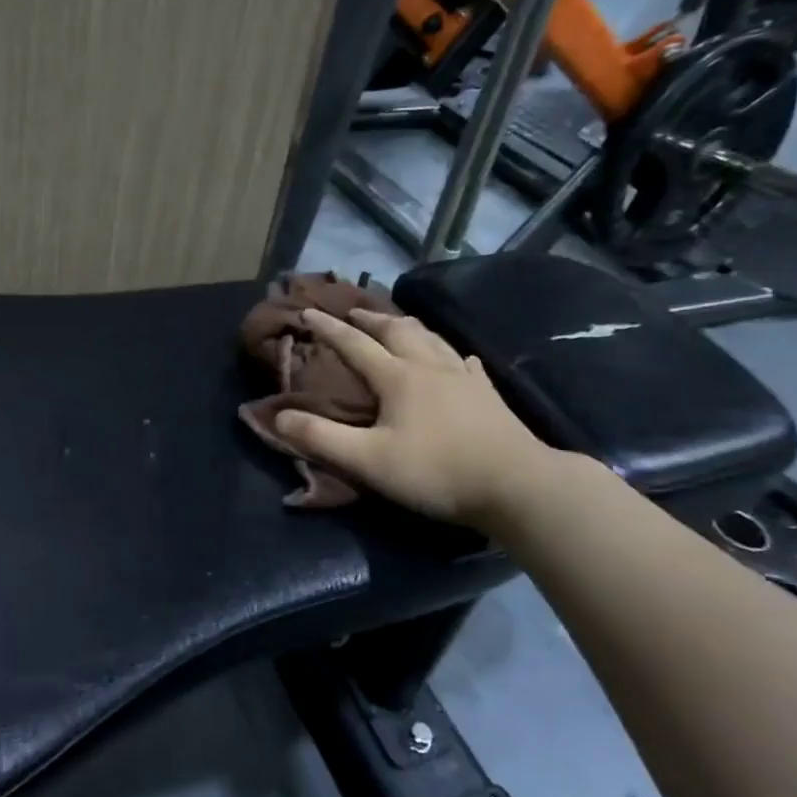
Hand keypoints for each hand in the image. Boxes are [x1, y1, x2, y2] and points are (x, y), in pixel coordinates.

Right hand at [273, 309, 557, 530]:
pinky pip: (465, 364)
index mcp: (397, 377)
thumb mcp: (368, 460)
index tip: (307, 311)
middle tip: (353, 311)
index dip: (328, 328)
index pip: (354, 344)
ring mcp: (463, 378)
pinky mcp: (487, 395)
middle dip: (370, 318)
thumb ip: (321, 438)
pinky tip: (458, 359)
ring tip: (397, 323)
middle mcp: (429, 367)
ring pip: (431, 339)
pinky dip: (451, 354)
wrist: (516, 485)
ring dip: (408, 326)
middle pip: (395, 331)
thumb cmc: (436, 471)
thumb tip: (279, 416)